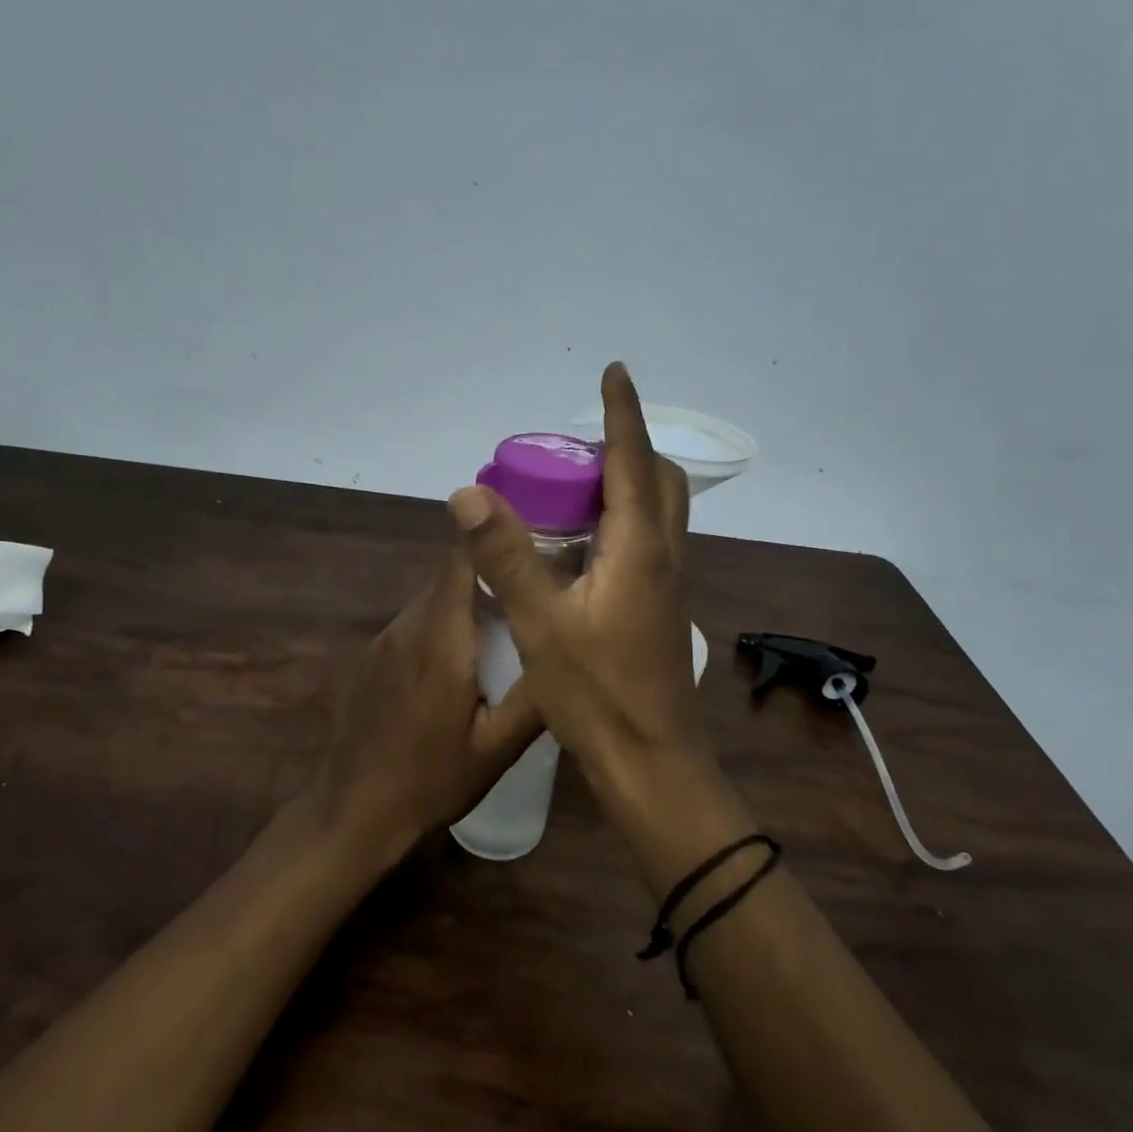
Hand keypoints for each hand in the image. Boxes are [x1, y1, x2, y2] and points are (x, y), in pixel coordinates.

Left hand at [307, 547, 542, 863]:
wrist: (351, 813)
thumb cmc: (430, 781)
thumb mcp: (497, 748)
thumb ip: (534, 695)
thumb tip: (566, 649)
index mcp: (441, 640)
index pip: (463, 559)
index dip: (496, 540)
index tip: (535, 542)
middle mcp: (407, 626)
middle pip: (451, 576)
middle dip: (492, 574)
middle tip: (533, 588)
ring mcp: (384, 640)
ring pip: (433, 599)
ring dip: (468, 602)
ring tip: (506, 625)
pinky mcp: (372, 656)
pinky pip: (415, 622)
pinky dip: (444, 625)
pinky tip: (461, 662)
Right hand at [446, 363, 705, 781]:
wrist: (650, 760)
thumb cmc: (598, 692)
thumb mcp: (541, 623)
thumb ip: (505, 556)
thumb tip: (467, 492)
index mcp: (639, 548)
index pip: (633, 460)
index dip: (622, 412)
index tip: (614, 371)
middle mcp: (662, 555)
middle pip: (657, 480)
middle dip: (625, 448)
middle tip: (573, 449)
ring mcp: (665, 582)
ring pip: (656, 511)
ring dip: (624, 484)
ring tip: (570, 487)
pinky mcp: (657, 606)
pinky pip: (645, 540)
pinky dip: (619, 520)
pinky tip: (578, 545)